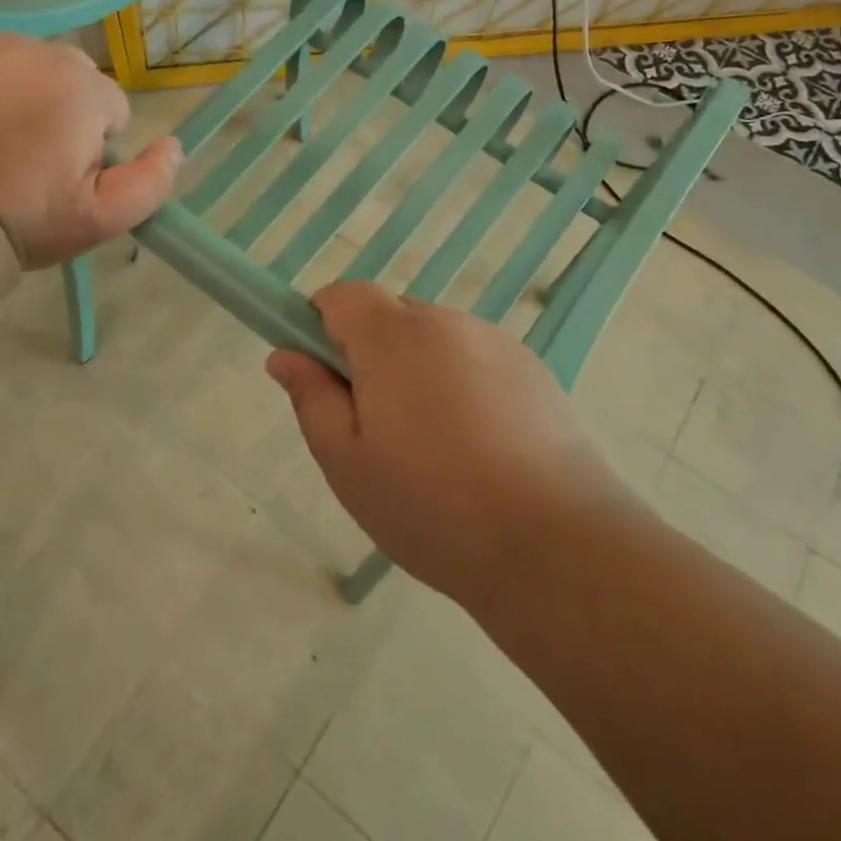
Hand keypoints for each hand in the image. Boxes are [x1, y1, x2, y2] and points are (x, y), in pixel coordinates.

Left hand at [0, 27, 182, 267]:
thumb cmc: (31, 219)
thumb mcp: (107, 217)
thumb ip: (153, 180)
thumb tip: (173, 145)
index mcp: (85, 89)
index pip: (113, 108)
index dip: (96, 146)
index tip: (68, 176)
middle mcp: (44, 53)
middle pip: (77, 79)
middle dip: (68, 111)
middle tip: (38, 158)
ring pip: (37, 62)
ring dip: (33, 90)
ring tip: (7, 136)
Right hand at [266, 282, 632, 609]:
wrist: (556, 544)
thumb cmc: (431, 506)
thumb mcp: (346, 462)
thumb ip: (311, 397)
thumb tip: (285, 355)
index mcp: (394, 337)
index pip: (343, 295)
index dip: (322, 326)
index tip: (327, 378)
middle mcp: (446, 322)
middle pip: (391, 316)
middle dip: (372, 354)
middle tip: (378, 426)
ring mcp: (496, 341)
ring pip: (434, 340)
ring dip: (419, 371)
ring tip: (436, 447)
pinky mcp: (534, 367)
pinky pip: (476, 359)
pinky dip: (462, 385)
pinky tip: (480, 447)